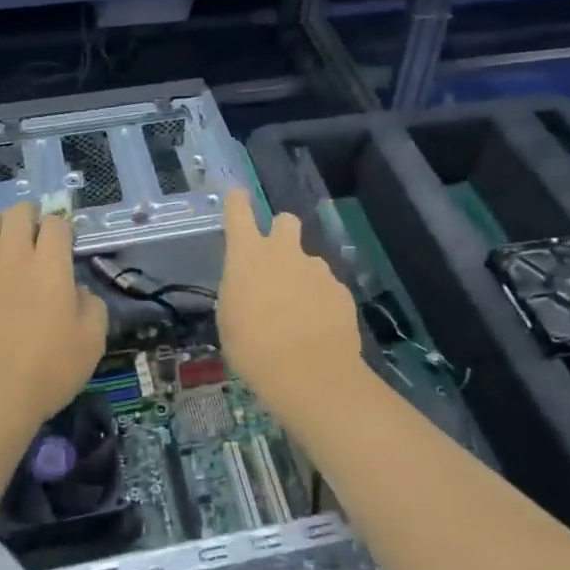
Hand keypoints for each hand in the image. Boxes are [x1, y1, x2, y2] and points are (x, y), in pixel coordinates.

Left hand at [0, 202, 107, 449]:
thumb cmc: (49, 369)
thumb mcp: (93, 339)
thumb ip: (91, 304)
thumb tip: (76, 290)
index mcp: (50, 264)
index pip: (56, 223)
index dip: (64, 229)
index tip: (68, 246)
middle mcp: (13, 257)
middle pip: (17, 213)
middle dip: (32, 217)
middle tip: (39, 237)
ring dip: (0, 228)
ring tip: (8, 245)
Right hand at [217, 189, 366, 421]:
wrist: (310, 374)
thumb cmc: (253, 349)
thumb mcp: (229, 319)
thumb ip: (239, 291)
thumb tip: (249, 286)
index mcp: (247, 256)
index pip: (238, 212)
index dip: (237, 201)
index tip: (238, 195)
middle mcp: (283, 252)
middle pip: (285, 221)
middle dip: (280, 233)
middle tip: (276, 262)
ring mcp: (317, 269)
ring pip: (308, 260)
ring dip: (302, 277)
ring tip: (298, 314)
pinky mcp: (341, 290)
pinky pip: (327, 288)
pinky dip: (322, 302)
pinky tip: (319, 329)